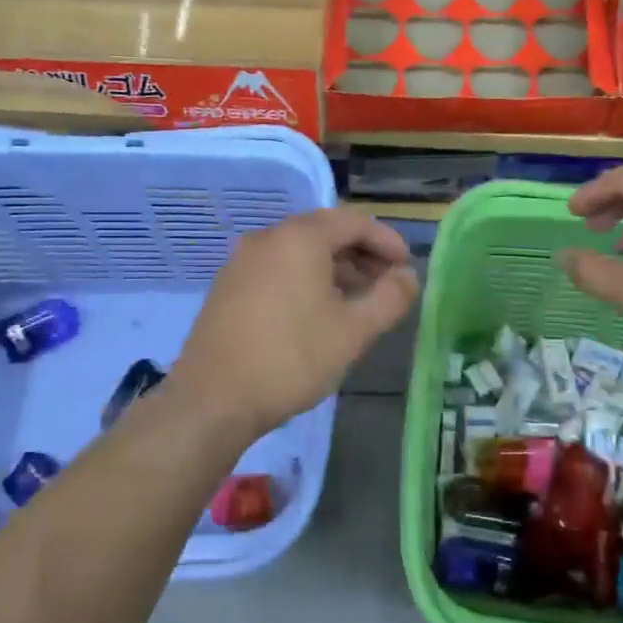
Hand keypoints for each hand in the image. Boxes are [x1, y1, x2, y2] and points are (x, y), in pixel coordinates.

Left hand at [168, 207, 418, 440]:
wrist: (213, 399)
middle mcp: (268, 238)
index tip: (407, 267)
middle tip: (387, 283)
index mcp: (300, 238)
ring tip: (356, 301)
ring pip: (299, 252)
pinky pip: (277, 269)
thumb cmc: (292, 359)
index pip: (354, 222)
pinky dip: (305, 279)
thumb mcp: (354, 331)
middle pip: (324, 232)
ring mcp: (242, 262)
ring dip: (334, 268)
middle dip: (361, 254)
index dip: (386, 241)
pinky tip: (316, 313)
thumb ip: (390, 298)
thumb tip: (408, 276)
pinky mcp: (227, 287)